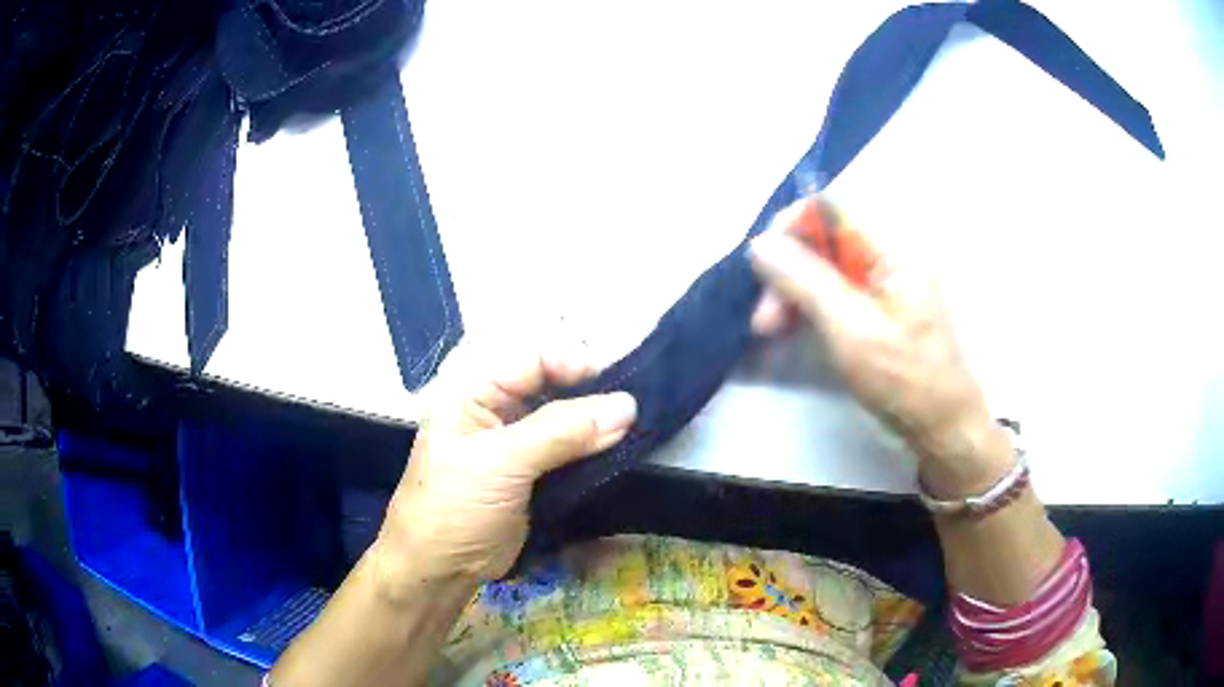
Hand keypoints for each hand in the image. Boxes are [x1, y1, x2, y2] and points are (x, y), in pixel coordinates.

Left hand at [374, 347, 636, 589]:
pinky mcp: (533, 472)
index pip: (533, 359)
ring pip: (565, 417)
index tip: (620, 385)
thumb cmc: (454, 508)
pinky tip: (619, 451)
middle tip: (634, 413)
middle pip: (553, 384)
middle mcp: (495, 408)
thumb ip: (560, 432)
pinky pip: (569, 449)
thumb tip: (626, 406)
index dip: (576, 364)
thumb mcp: (501, 465)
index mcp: (474, 390)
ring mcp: (515, 442)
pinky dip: (593, 449)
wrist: (440, 569)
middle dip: (592, 395)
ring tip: (636, 430)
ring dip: (597, 424)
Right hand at [748, 197, 1009, 496]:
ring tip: (769, 330)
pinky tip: (791, 328)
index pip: (832, 208)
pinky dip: (808, 305)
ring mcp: (884, 281)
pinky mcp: (877, 305)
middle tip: (763, 318)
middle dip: (787, 269)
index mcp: (893, 249)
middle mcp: (888, 255)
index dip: (791, 226)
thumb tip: (759, 244)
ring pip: (823, 265)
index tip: (763, 267)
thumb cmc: (905, 380)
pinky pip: (833, 289)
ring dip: (792, 291)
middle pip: (823, 239)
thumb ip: (806, 282)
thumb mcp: (852, 331)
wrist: (942, 426)